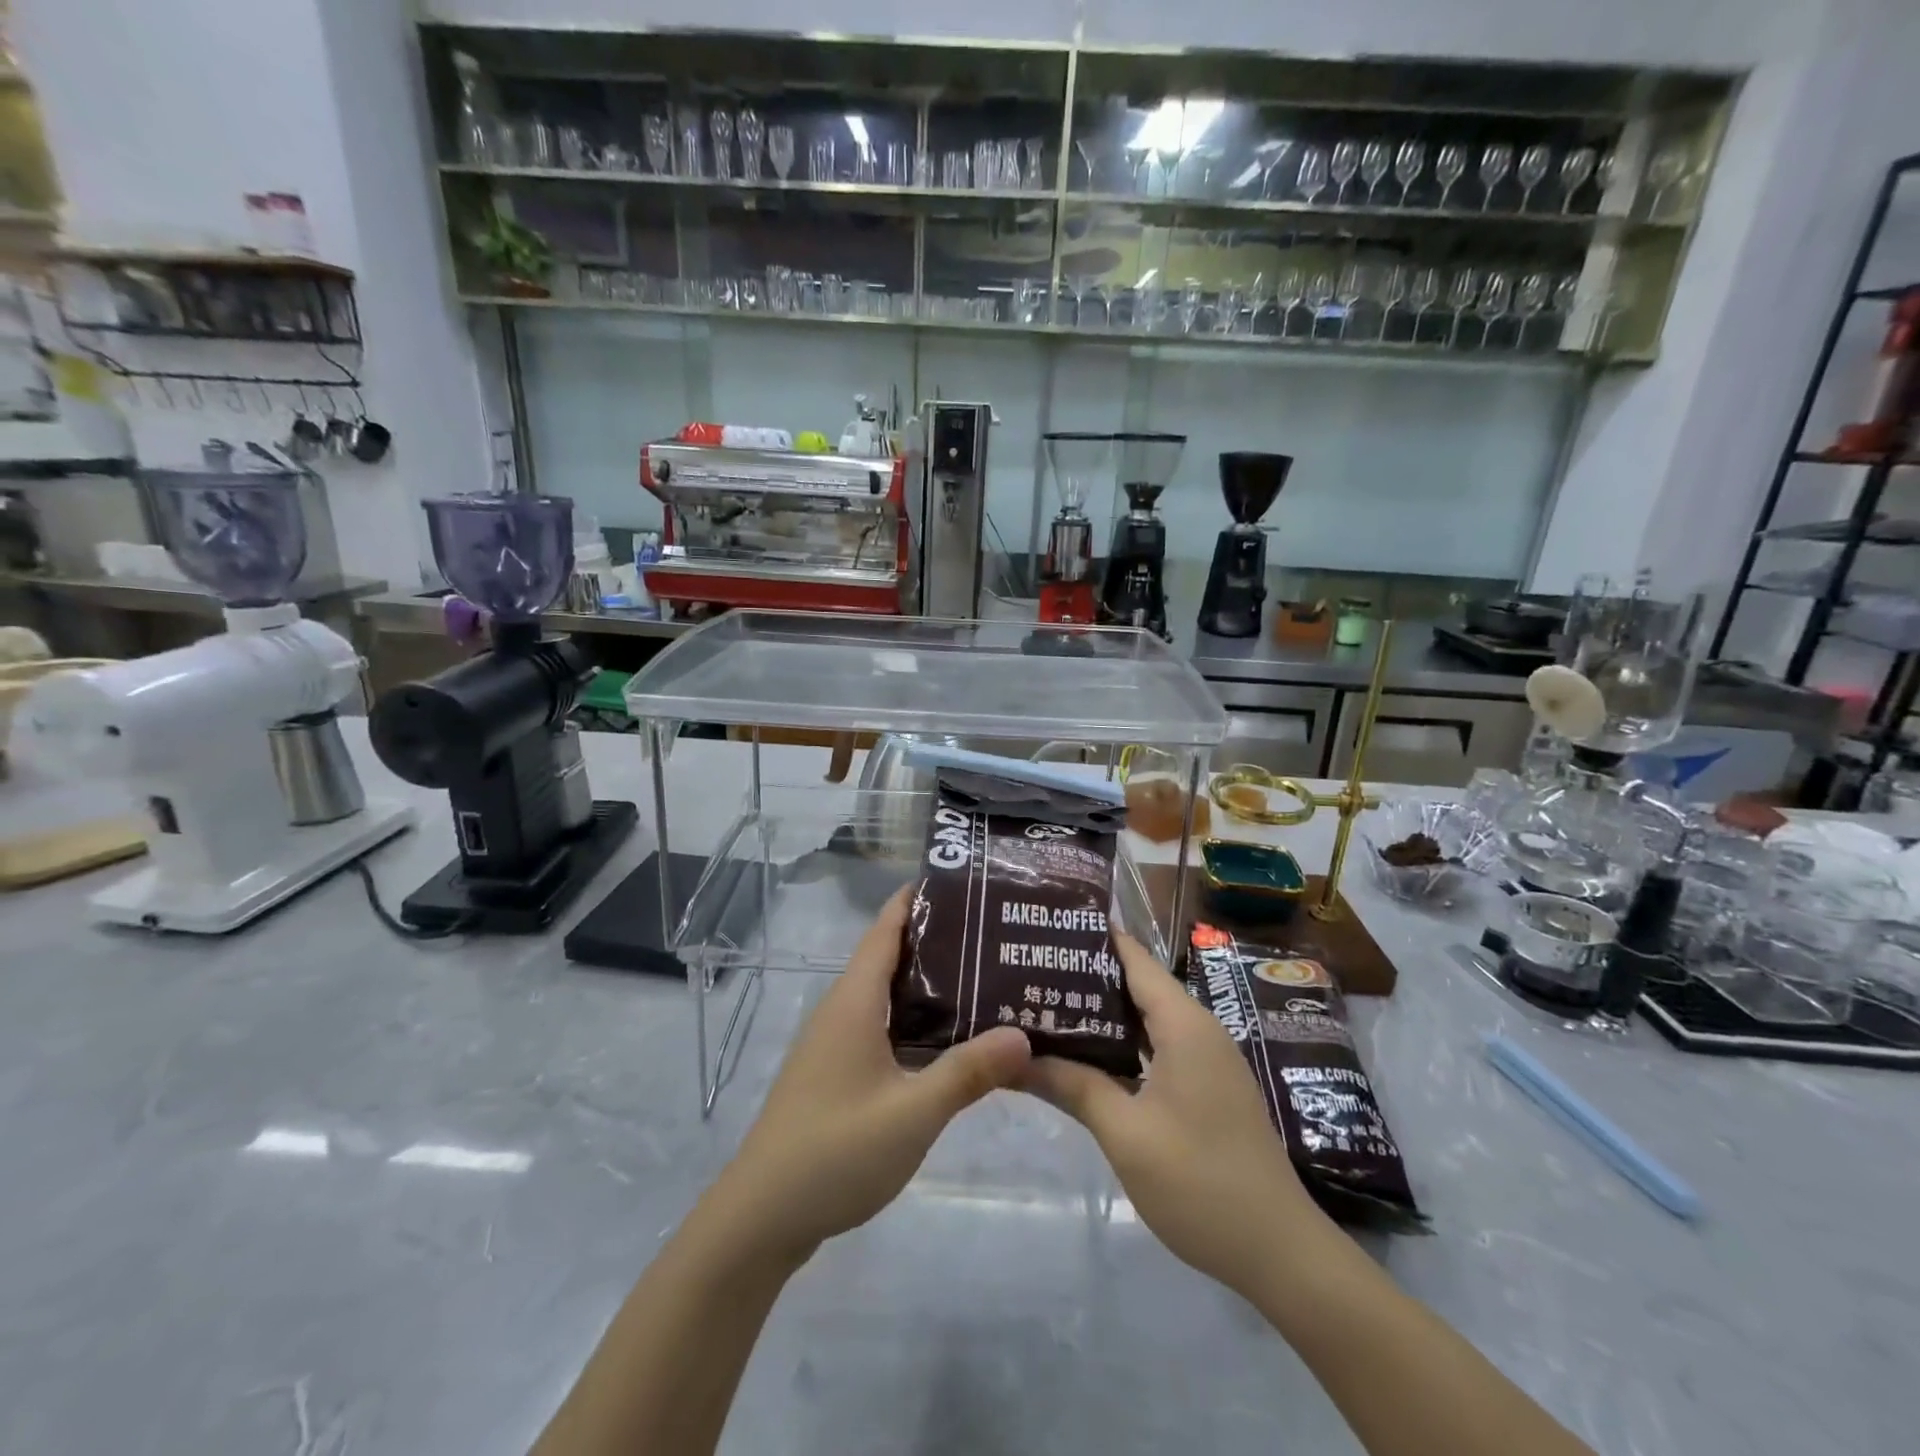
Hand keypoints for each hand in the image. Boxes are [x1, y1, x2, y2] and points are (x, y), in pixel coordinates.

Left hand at [708, 886, 1030, 1264]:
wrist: (761, 1218)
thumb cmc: (835, 1152)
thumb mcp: (912, 1114)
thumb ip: (968, 1073)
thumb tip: (1023, 1033)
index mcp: (854, 1002)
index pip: (886, 928)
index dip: (919, 899)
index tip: (966, 884)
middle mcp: (842, 1010)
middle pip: (890, 956)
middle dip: (938, 940)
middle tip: (995, 935)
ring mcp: (835, 1043)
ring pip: (886, 995)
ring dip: (929, 984)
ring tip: (986, 980)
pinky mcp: (835, 1073)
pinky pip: (881, 1027)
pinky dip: (915, 1020)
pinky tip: (949, 1041)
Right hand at [1021, 933, 1332, 1294]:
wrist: (1281, 1253)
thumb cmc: (1200, 1183)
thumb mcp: (1125, 1134)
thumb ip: (1071, 1086)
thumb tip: (1014, 1058)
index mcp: (1184, 1024)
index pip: (1134, 958)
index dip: (1093, 937)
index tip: (1047, 924)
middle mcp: (1199, 1029)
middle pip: (1138, 984)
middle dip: (1087, 974)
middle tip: (1031, 967)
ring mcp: (1207, 1059)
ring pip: (1147, 1018)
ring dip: (1103, 1012)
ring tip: (1047, 1003)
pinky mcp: (1208, 1087)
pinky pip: (1158, 1046)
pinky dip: (1122, 1043)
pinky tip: (1087, 1055)